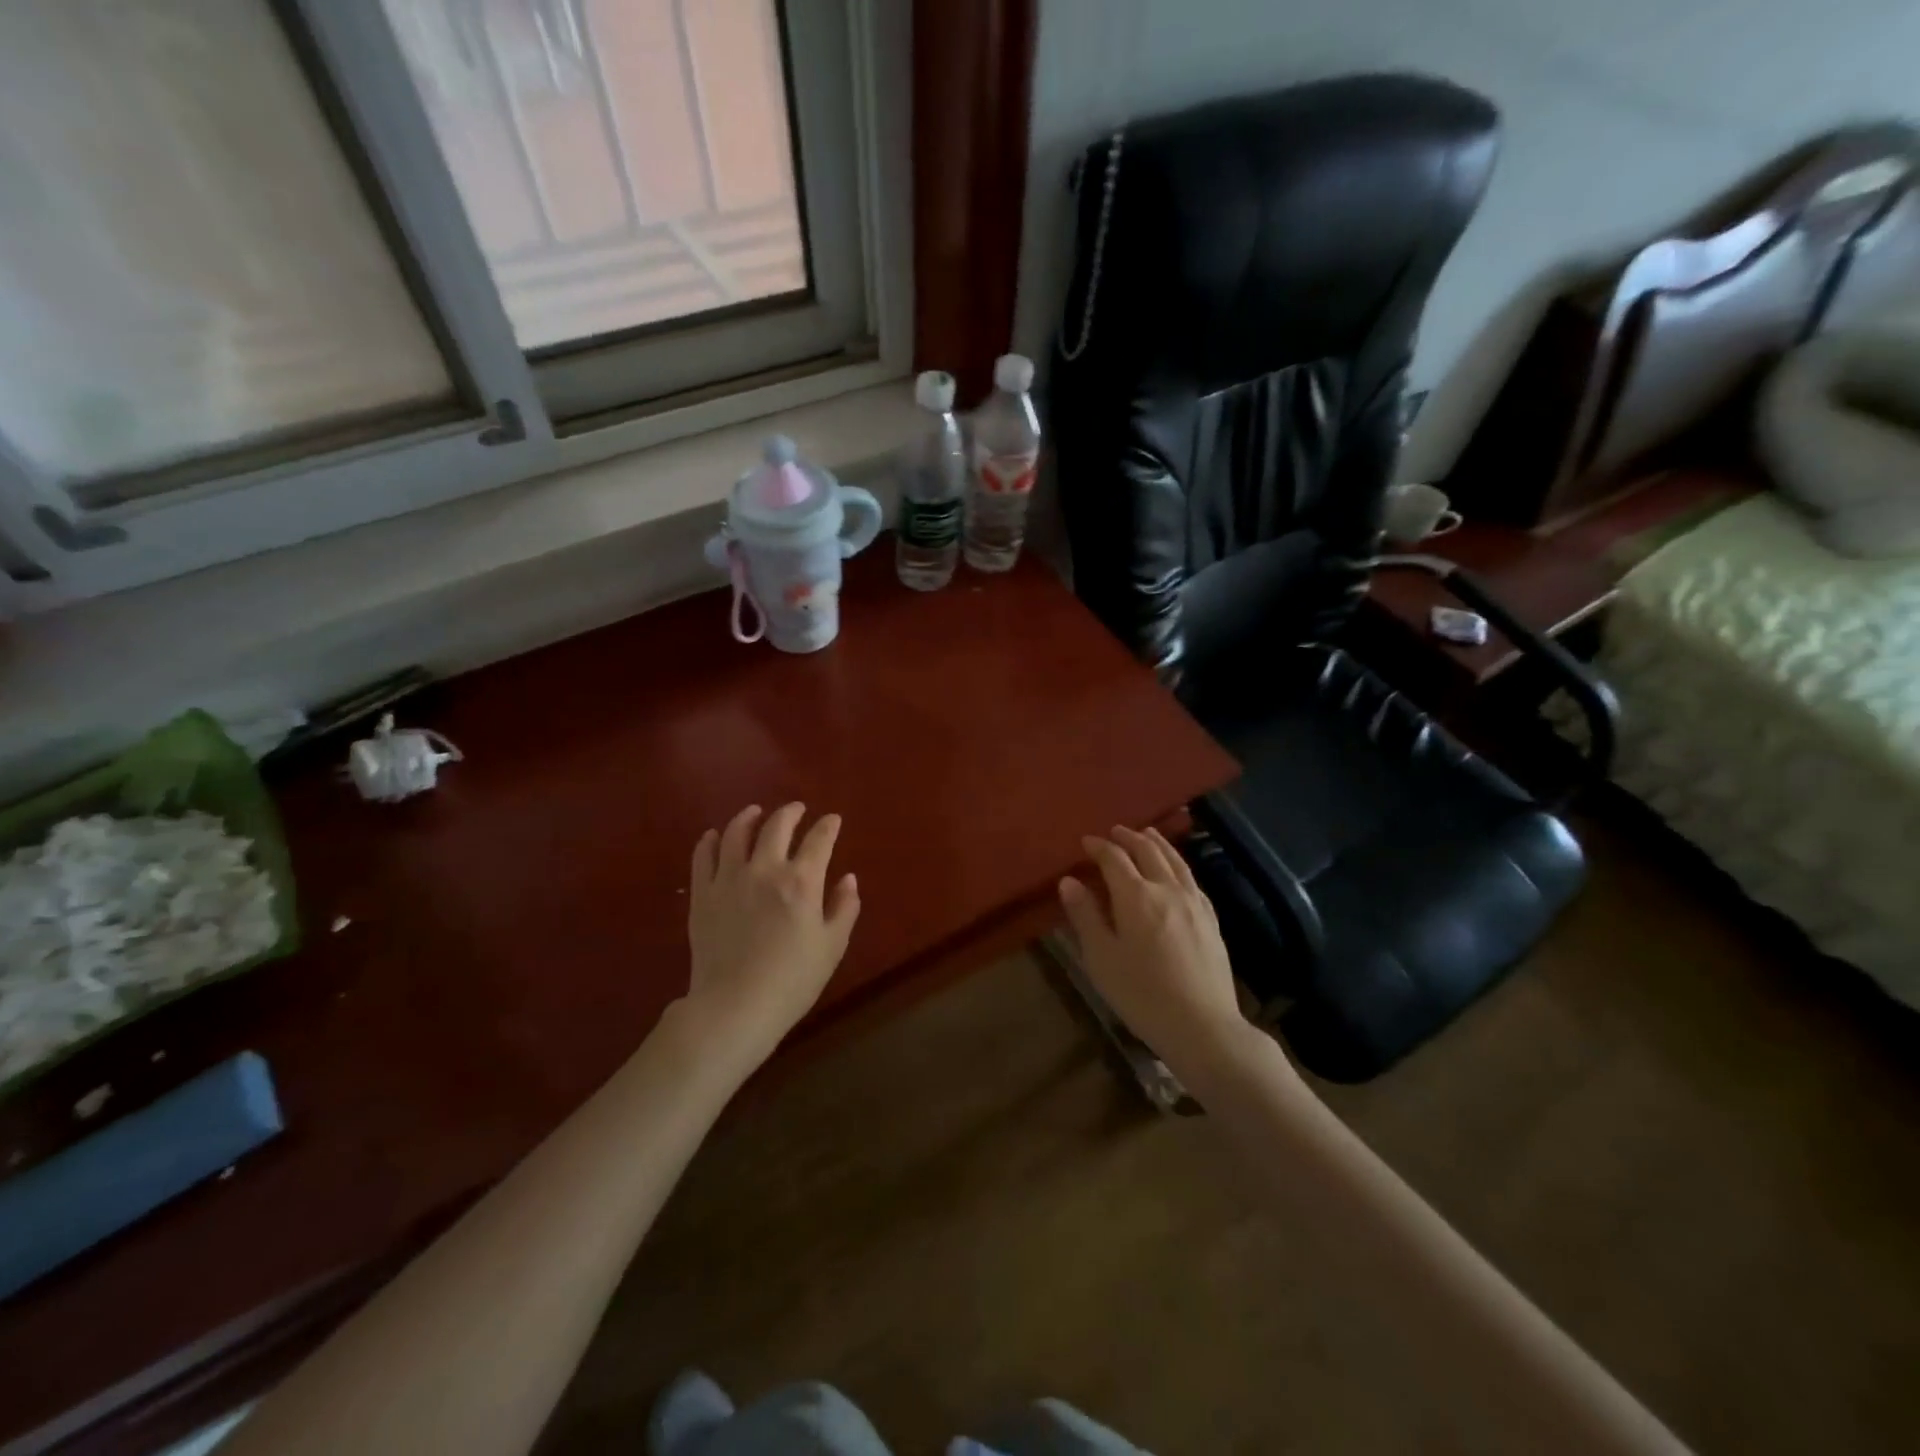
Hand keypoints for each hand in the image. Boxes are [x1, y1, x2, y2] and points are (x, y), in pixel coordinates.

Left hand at [683, 803, 860, 1064]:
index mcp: (801, 881)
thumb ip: (844, 908)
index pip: (819, 840)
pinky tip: (715, 836)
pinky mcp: (702, 895)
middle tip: (797, 809)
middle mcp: (765, 869)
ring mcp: (729, 879)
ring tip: (755, 812)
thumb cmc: (792, 981)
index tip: (833, 820)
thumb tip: (849, 879)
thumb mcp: (832, 947)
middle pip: (777, 826)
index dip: (828, 826)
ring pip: (737, 833)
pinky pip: (703, 857)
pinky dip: (710, 841)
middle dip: (791, 812)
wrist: (734, 1007)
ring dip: (749, 817)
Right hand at [1059, 826, 1250, 1071]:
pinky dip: (1178, 863)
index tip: (1085, 842)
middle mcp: (1167, 889)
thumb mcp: (1101, 958)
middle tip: (1114, 832)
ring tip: (1146, 834)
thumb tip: (1069, 881)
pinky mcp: (1211, 919)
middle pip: (1147, 851)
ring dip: (1157, 843)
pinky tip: (1176, 870)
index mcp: (1136, 896)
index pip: (1114, 859)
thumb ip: (1085, 915)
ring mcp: (1193, 902)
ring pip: (1174, 860)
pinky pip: (1192, 878)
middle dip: (1128, 838)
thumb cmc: (1142, 994)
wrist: (1202, 1025)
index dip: (1099, 847)